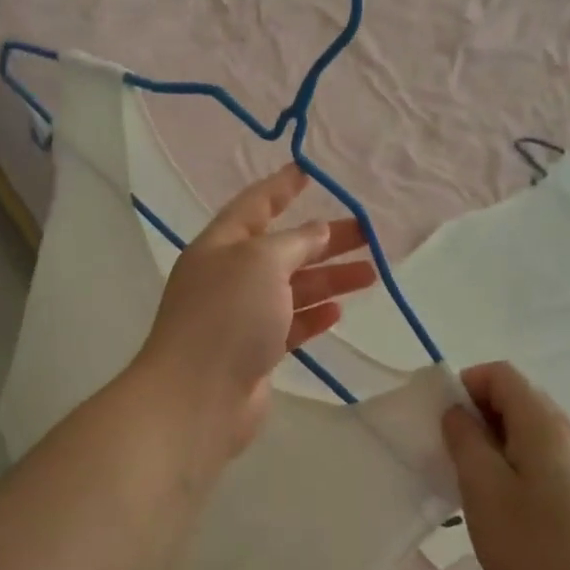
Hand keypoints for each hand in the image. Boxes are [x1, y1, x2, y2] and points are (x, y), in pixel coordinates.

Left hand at [134, 163, 377, 484]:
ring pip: (292, 288)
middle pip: (283, 249)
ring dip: (329, 279)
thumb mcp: (262, 262)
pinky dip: (313, 315)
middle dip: (323, 240)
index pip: (254, 206)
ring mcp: (241, 316)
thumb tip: (318, 231)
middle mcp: (229, 276)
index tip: (309, 172)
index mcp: (220, 246)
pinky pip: (290, 324)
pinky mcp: (254, 351)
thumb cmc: (228, 316)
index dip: (281, 187)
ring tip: (370, 274)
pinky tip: (338, 312)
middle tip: (368, 234)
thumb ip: (295, 242)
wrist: (198, 397)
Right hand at [440, 362, 569, 569]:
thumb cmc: (534, 544)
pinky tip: (509, 508)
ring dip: (496, 443)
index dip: (466, 385)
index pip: (500, 373)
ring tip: (477, 485)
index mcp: (541, 421)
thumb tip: (458, 412)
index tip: (446, 423)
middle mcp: (567, 430)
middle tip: (455, 456)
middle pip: (517, 398)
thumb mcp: (482, 489)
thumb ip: (465, 440)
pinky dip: (517, 464)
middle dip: (479, 416)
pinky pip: (544, 456)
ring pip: (529, 430)